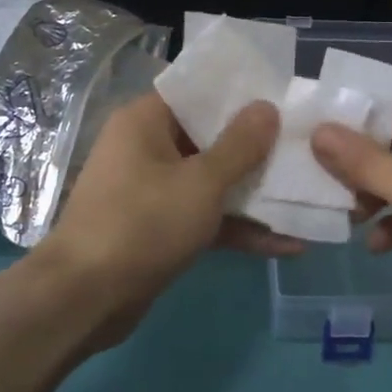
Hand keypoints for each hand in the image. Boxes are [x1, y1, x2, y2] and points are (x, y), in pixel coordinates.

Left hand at [33, 92, 293, 348]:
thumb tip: (266, 106)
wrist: (84, 298)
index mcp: (145, 121)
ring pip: (210, 181)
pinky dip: (237, 227)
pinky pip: (204, 216)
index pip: (197, 93)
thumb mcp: (201, 183)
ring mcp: (152, 190)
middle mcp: (146, 148)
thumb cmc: (142, 223)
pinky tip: (286, 243)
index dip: (240, 96)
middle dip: (256, 148)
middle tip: (303, 146)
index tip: (282, 99)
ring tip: (306, 195)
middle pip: (208, 138)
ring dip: (252, 193)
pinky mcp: (159, 228)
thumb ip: (239, 145)